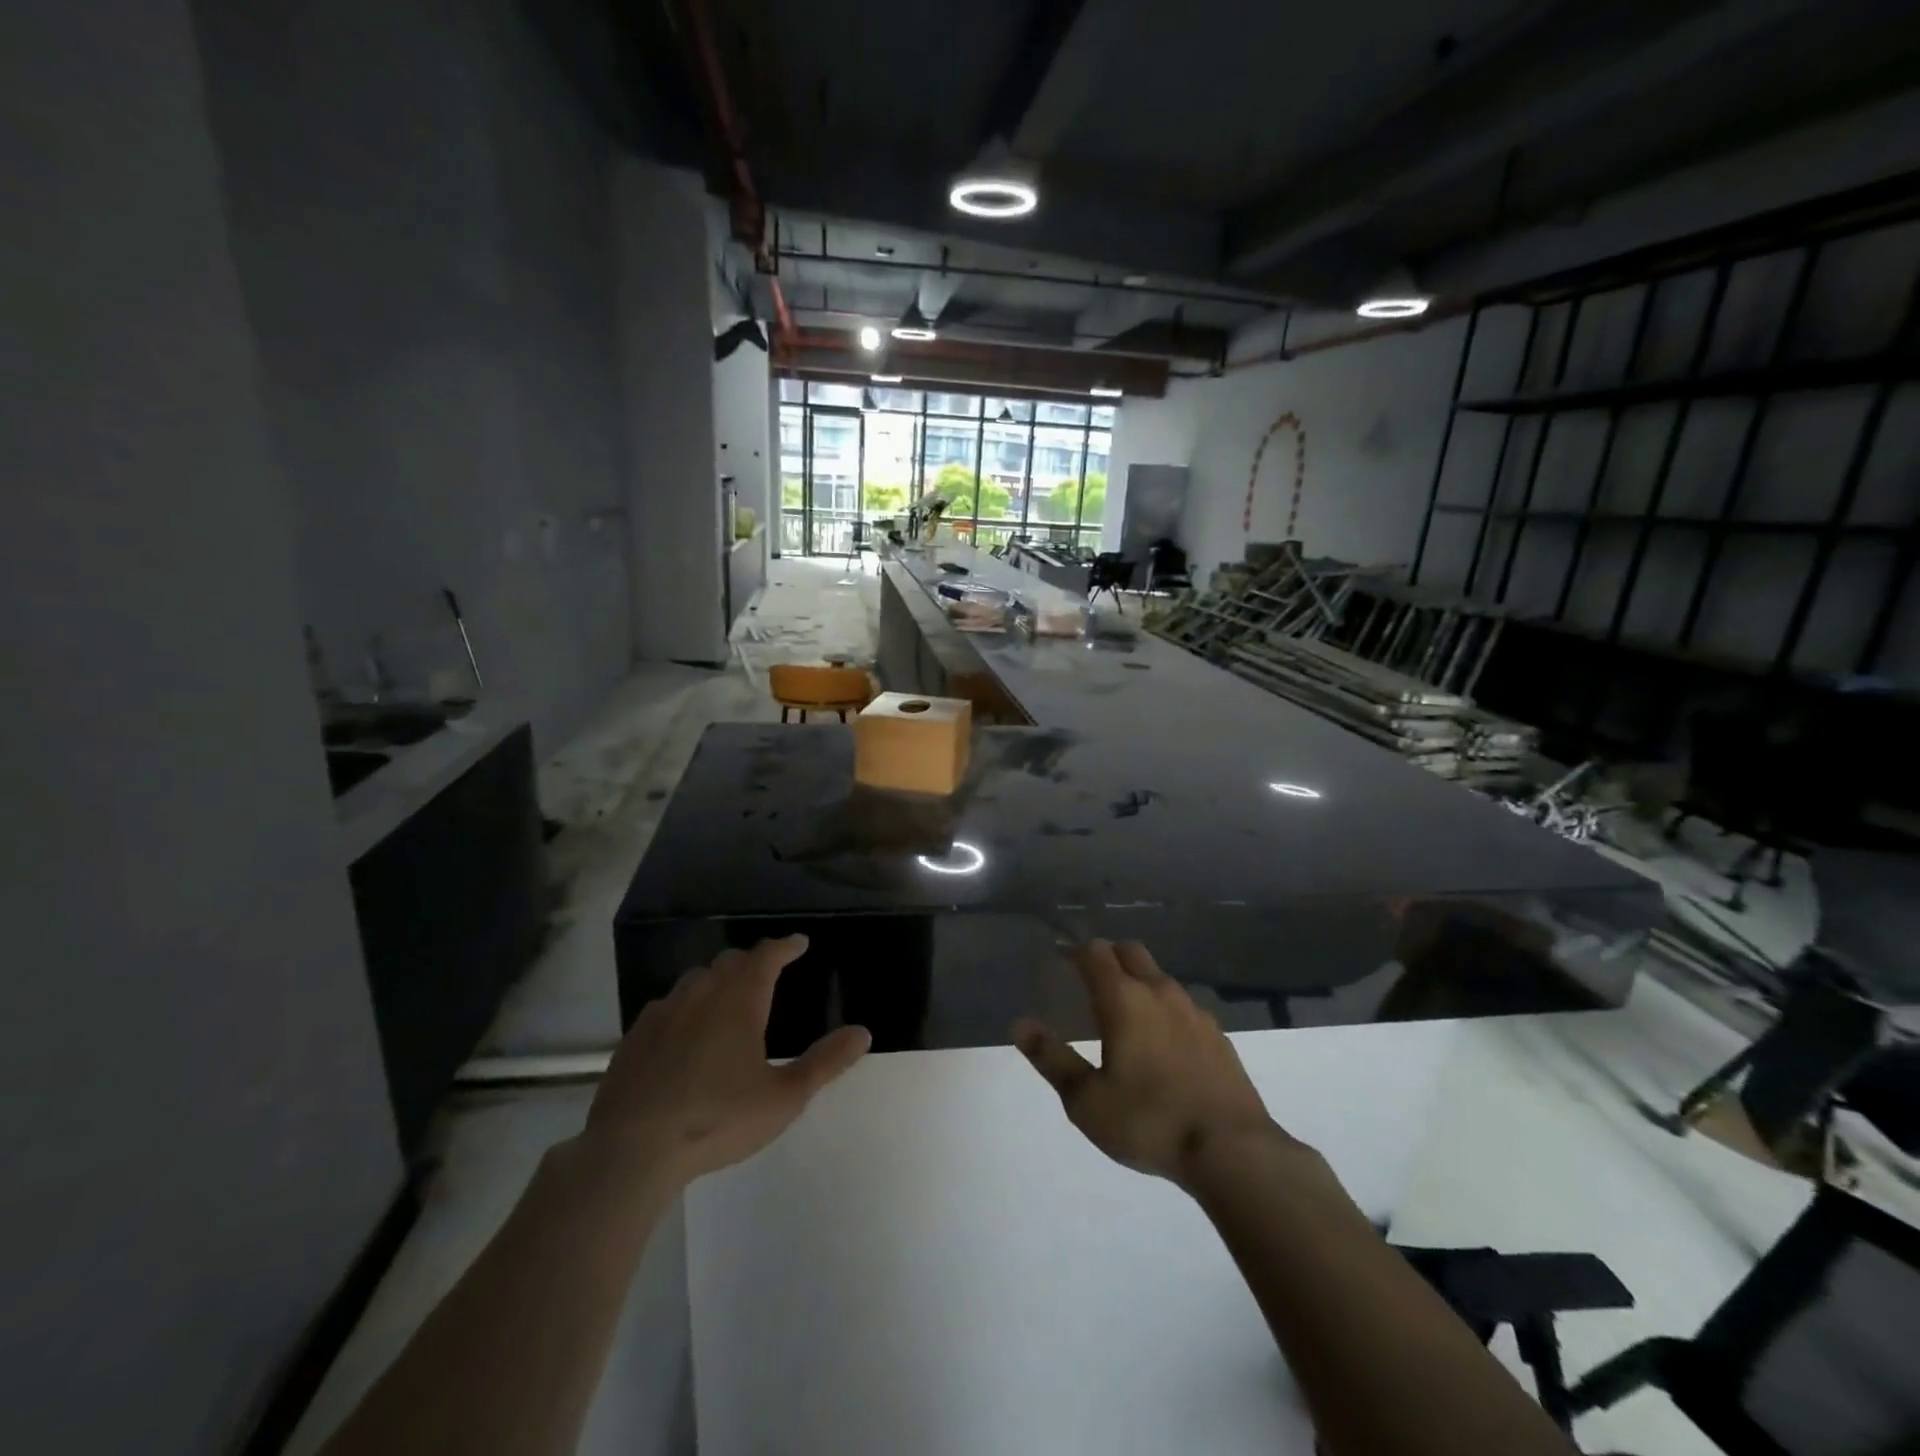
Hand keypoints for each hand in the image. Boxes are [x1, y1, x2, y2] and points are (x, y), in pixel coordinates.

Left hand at [583, 936, 869, 1184]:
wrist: (631, 1151)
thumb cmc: (717, 1119)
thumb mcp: (783, 1098)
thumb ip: (825, 1063)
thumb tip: (863, 1032)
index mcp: (739, 1002)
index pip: (766, 956)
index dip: (785, 946)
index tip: (799, 943)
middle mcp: (701, 995)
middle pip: (729, 962)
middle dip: (752, 961)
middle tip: (767, 972)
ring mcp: (663, 1014)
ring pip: (695, 980)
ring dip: (717, 979)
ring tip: (728, 997)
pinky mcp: (635, 1037)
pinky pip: (666, 1006)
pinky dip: (685, 1006)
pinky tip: (684, 1031)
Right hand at [1014, 940, 1290, 1188]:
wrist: (1232, 1150)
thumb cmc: (1149, 1121)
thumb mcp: (1086, 1100)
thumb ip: (1052, 1058)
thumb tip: (1020, 1025)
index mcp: (1124, 999)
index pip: (1096, 953)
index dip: (1076, 952)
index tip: (1062, 961)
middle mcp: (1160, 992)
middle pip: (1130, 952)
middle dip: (1108, 956)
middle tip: (1090, 978)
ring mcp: (1194, 1011)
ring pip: (1159, 976)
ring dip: (1138, 979)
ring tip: (1124, 1010)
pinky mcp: (1218, 1034)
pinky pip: (1183, 1004)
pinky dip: (1164, 1006)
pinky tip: (1162, 1039)